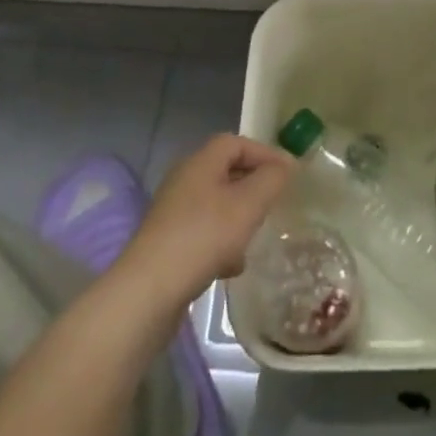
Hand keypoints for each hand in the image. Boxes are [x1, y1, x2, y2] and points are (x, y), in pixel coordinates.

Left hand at [116, 135, 294, 312]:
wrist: (147, 293)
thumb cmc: (202, 237)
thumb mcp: (248, 205)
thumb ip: (271, 180)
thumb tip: (285, 165)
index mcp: (201, 162)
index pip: (237, 142)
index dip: (265, 153)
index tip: (288, 174)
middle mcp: (184, 180)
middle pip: (226, 172)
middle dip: (253, 186)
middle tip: (274, 203)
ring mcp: (173, 213)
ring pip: (216, 205)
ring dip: (239, 217)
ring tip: (255, 237)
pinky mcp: (167, 244)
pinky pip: (203, 233)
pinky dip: (222, 242)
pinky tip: (232, 267)